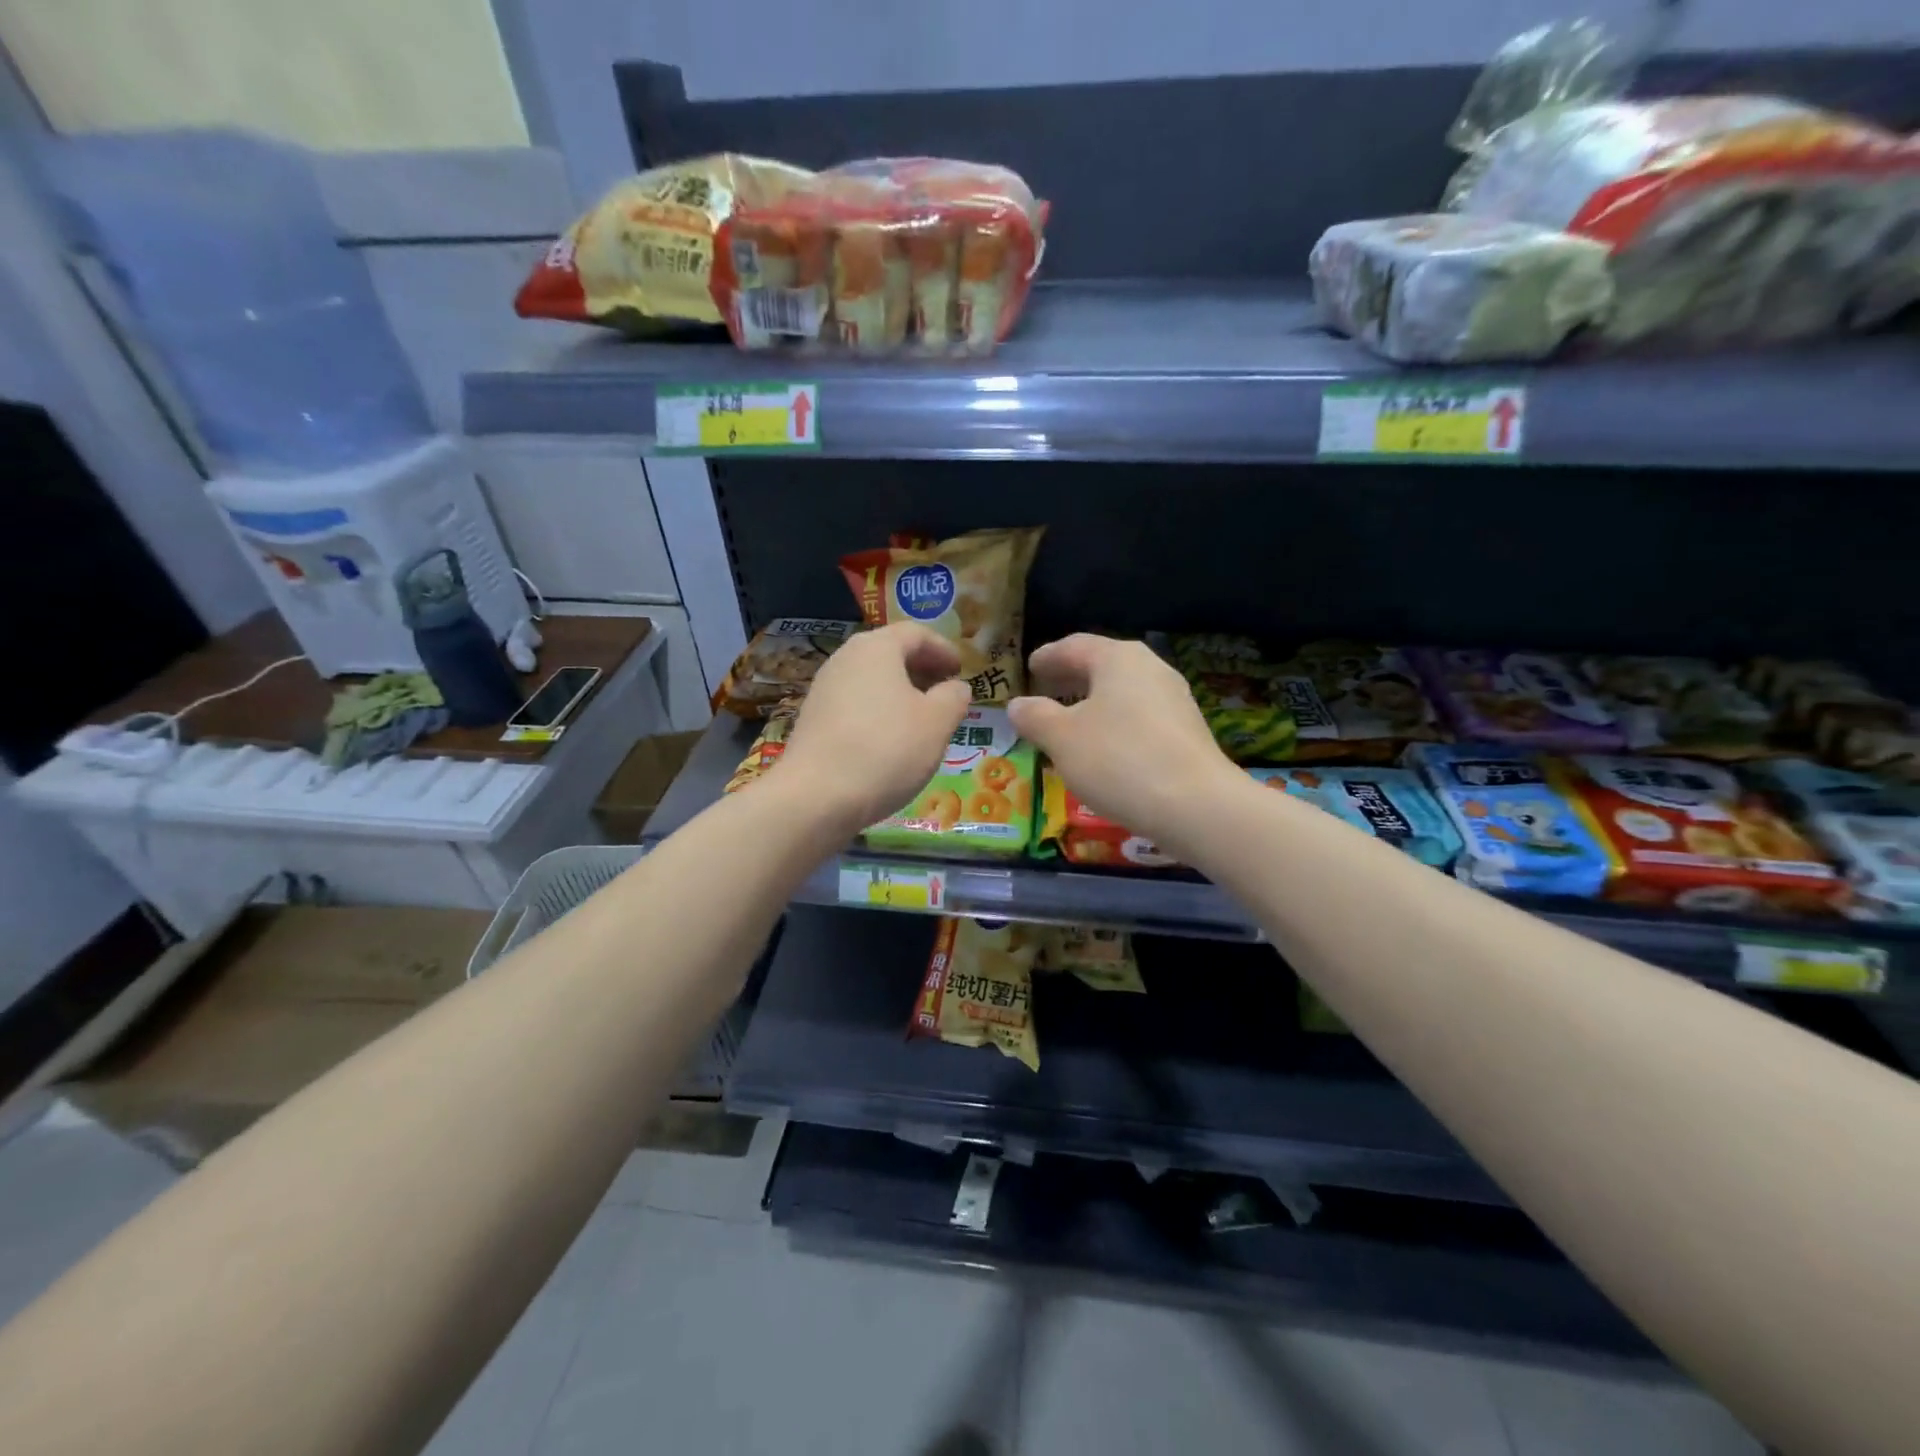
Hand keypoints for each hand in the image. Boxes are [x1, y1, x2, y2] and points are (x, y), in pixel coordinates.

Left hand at [771, 622, 971, 831]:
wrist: (816, 797)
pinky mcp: (813, 720)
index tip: (961, 670)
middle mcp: (845, 659)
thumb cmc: (886, 749)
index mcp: (877, 648)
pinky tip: (890, 741)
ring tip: (922, 720)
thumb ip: (953, 698)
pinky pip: (854, 704)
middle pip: (890, 653)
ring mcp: (824, 689)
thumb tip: (955, 688)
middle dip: (921, 670)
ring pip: (871, 680)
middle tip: (945, 693)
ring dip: (900, 693)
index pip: (916, 633)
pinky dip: (878, 712)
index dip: (943, 649)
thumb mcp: (937, 723)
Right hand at [1008, 634, 1240, 851]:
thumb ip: (1035, 717)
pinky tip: (1103, 748)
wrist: (1196, 805)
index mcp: (1118, 659)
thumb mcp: (1062, 739)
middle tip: (1046, 688)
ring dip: (1093, 702)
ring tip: (1070, 720)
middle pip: (1103, 666)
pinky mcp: (1186, 733)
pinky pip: (1140, 717)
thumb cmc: (1118, 760)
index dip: (1048, 656)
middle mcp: (1150, 669)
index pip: (1075, 646)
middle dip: (1071, 677)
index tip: (1030, 666)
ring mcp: (1174, 700)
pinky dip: (1114, 723)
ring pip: (1123, 692)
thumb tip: (1017, 705)